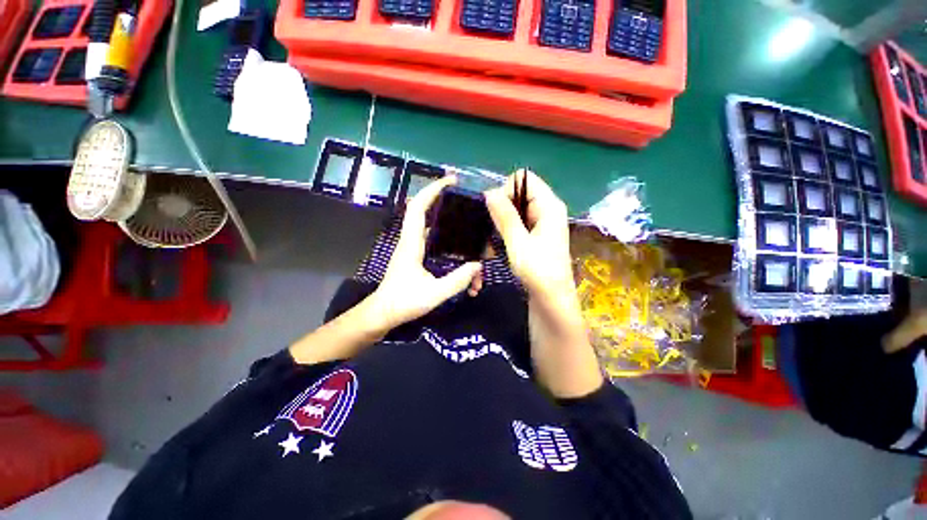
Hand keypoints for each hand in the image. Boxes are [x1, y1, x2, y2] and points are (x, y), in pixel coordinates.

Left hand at [365, 176, 481, 331]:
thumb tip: (478, 265)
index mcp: (412, 243)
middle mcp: (411, 240)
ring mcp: (412, 248)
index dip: (433, 190)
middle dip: (443, 201)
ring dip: (446, 222)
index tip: (451, 181)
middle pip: (425, 211)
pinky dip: (445, 238)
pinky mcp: (415, 256)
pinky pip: (432, 239)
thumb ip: (458, 280)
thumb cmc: (403, 303)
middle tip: (465, 201)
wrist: (383, 314)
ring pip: (430, 226)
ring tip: (467, 227)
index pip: (419, 208)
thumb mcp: (434, 294)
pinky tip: (459, 250)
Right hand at [484, 169, 574, 300]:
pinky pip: (519, 221)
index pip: (523, 179)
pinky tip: (503, 243)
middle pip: (519, 192)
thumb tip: (489, 191)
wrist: (552, 299)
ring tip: (497, 238)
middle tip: (495, 229)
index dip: (506, 190)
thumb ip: (504, 216)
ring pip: (517, 208)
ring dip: (503, 220)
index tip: (497, 213)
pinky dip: (508, 228)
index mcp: (549, 205)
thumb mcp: (518, 242)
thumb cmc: (538, 271)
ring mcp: (543, 221)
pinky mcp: (538, 233)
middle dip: (503, 207)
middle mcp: (547, 208)